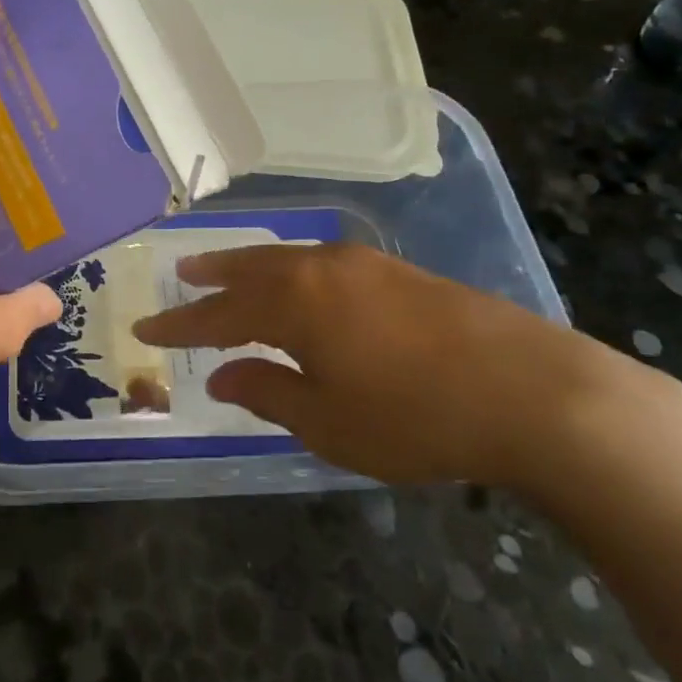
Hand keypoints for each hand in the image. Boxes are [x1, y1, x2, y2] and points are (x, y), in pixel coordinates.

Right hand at [132, 243, 650, 487]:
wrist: (537, 393)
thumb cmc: (415, 417)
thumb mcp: (328, 422)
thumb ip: (267, 393)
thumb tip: (220, 376)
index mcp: (293, 303)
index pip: (216, 314)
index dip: (177, 326)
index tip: (144, 328)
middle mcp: (320, 269)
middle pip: (250, 269)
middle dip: (212, 275)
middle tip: (182, 273)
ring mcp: (364, 264)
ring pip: (289, 259)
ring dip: (253, 266)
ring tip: (231, 270)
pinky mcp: (401, 272)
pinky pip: (324, 263)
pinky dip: (294, 271)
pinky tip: (303, 283)